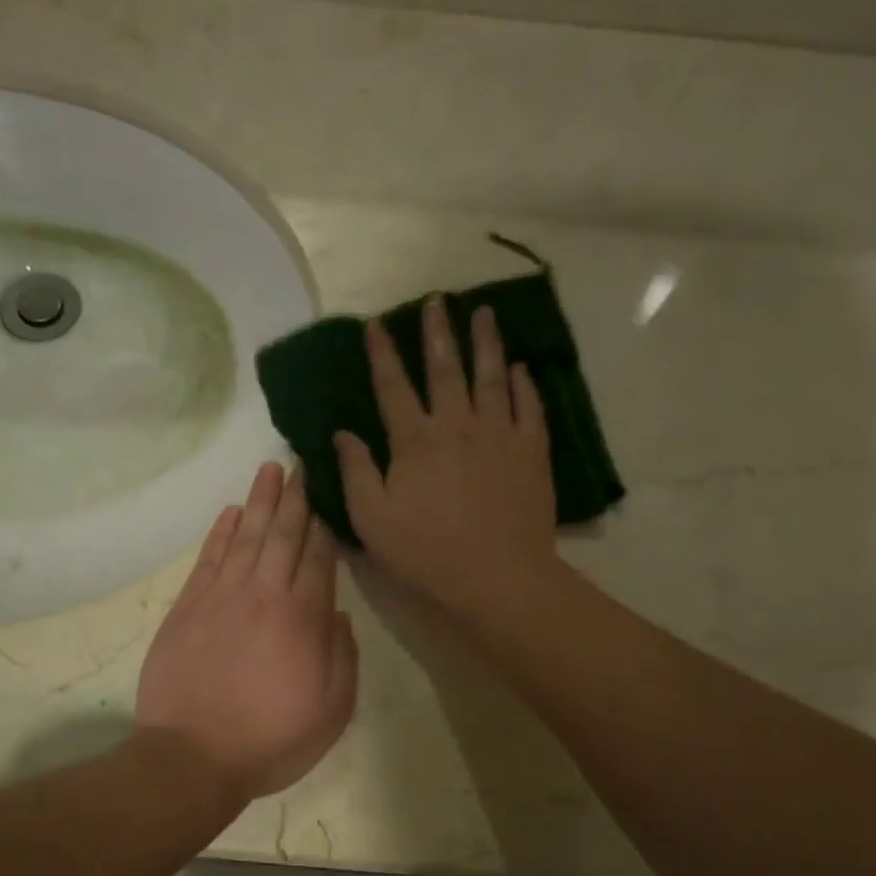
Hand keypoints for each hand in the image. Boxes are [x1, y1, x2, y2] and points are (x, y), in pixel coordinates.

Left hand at [136, 462, 358, 808]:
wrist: (192, 757)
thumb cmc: (271, 739)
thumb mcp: (332, 710)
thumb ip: (343, 657)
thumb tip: (338, 614)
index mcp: (303, 617)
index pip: (319, 557)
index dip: (325, 525)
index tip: (328, 495)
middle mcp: (264, 594)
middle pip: (283, 534)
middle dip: (295, 497)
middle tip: (301, 463)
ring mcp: (222, 596)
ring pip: (245, 536)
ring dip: (259, 501)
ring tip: (269, 469)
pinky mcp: (188, 606)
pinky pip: (208, 558)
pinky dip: (220, 532)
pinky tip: (230, 512)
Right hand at [334, 296, 556, 613]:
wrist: (498, 576)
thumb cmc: (427, 551)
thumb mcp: (373, 519)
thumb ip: (356, 472)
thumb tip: (342, 433)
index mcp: (415, 440)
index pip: (393, 386)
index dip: (382, 353)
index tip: (376, 324)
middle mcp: (458, 425)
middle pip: (446, 368)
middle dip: (438, 331)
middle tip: (437, 299)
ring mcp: (500, 434)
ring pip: (492, 377)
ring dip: (486, 343)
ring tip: (484, 313)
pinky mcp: (532, 451)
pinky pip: (529, 408)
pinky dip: (524, 385)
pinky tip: (521, 368)